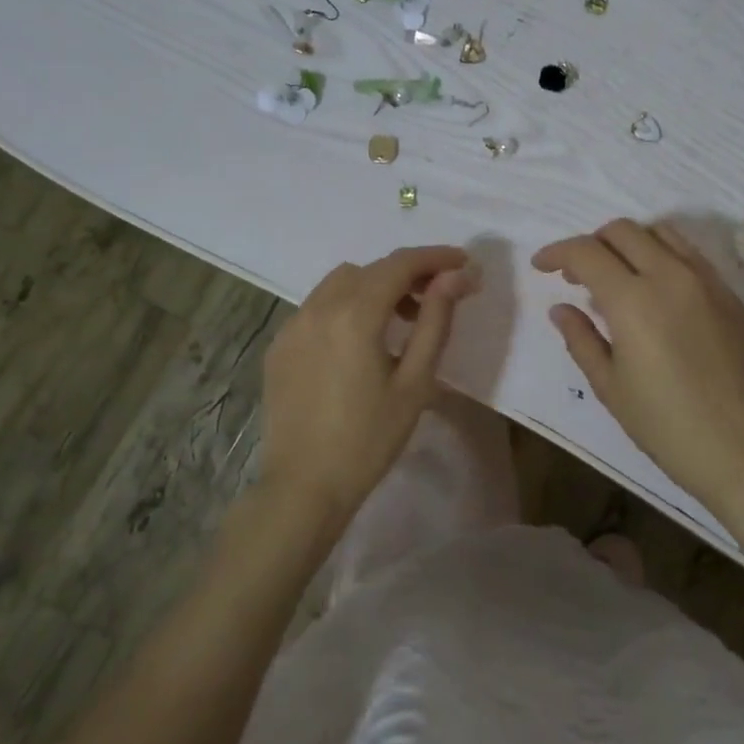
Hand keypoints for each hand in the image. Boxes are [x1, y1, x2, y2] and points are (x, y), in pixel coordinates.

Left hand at [261, 245, 479, 517]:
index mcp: (354, 315)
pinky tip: (360, 341)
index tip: (463, 262)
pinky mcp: (279, 345)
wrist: (304, 487)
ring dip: (375, 286)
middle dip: (408, 273)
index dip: (435, 257)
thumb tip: (455, 277)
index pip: (400, 264)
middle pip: (370, 269)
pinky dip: (346, 306)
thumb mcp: (415, 381)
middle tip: (439, 295)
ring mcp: (292, 325)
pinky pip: (318, 306)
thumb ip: (435, 320)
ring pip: (340, 282)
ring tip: (401, 318)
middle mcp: (318, 308)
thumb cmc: (369, 439)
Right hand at [533, 219, 743, 518]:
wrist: (743, 451)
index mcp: (633, 300)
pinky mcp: (730, 294)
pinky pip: (690, 254)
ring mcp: (706, 281)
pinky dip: (662, 256)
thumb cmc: (666, 426)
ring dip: (629, 243)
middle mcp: (671, 275)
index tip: (541, 266)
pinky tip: (655, 291)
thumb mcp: (610, 386)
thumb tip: (561, 308)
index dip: (557, 253)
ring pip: (660, 232)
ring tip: (616, 276)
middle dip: (591, 244)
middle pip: (622, 231)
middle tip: (576, 275)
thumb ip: (581, 339)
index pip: (586, 252)